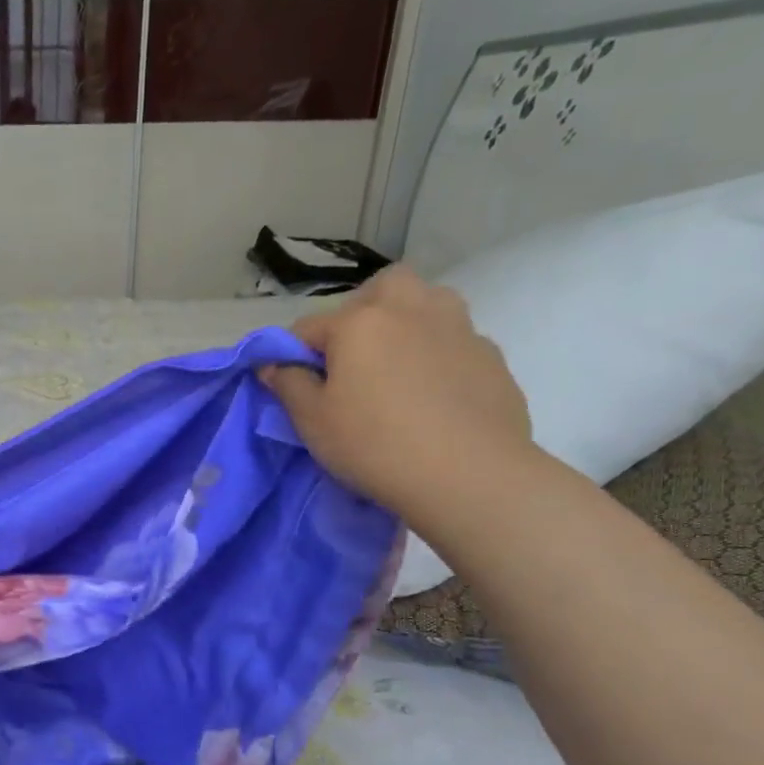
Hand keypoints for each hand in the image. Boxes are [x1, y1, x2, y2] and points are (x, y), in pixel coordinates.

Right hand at [259, 265, 531, 523]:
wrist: (469, 474)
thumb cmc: (374, 444)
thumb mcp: (312, 421)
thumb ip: (288, 384)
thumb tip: (273, 363)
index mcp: (360, 322)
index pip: (308, 327)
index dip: (293, 354)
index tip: (293, 384)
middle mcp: (411, 309)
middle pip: (380, 290)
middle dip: (361, 312)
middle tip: (351, 358)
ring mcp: (458, 328)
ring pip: (426, 304)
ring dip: (406, 323)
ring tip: (395, 369)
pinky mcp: (491, 355)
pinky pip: (454, 340)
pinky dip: (437, 355)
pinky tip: (432, 395)